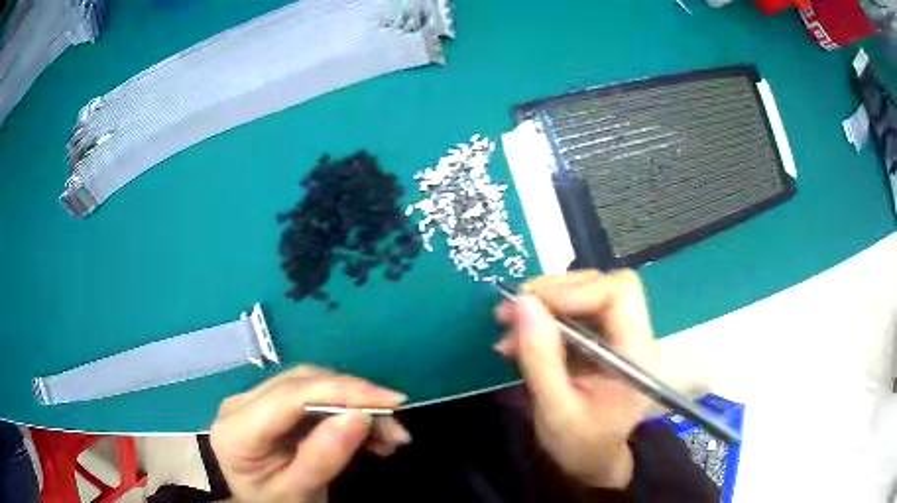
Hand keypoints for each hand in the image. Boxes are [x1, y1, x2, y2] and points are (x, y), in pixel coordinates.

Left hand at [210, 366, 409, 502]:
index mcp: (236, 430)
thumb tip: (360, 415)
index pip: (290, 397)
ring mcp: (254, 400)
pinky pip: (313, 396)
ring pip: (312, 385)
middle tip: (396, 426)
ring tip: (390, 437)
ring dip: (355, 405)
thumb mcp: (298, 492)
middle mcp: (240, 404)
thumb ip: (322, 458)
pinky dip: (346, 412)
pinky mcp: (270, 404)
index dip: (342, 391)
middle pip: (302, 384)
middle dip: (355, 399)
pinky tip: (370, 434)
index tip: (392, 401)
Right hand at [494, 270, 656, 488]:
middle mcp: (634, 336)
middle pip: (600, 285)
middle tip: (510, 312)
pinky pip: (574, 312)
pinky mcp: (602, 340)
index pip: (619, 293)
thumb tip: (521, 303)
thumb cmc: (580, 445)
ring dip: (544, 304)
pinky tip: (520, 338)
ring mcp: (619, 336)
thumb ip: (540, 358)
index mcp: (635, 354)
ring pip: (585, 294)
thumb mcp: (555, 410)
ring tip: (508, 326)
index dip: (575, 291)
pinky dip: (544, 318)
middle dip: (552, 293)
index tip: (530, 307)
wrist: (592, 460)